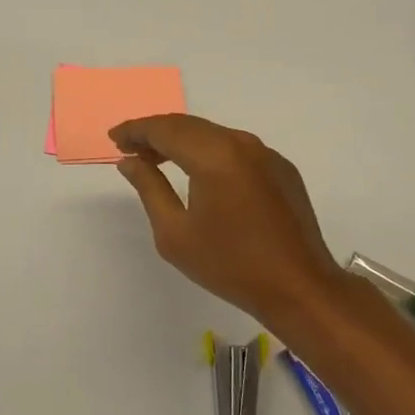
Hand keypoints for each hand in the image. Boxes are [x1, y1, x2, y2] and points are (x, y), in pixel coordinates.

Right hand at [110, 114, 339, 323]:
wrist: (300, 288)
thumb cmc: (230, 264)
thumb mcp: (175, 233)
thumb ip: (149, 188)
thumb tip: (130, 161)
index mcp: (214, 155)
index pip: (165, 129)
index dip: (136, 130)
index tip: (115, 138)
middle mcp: (241, 143)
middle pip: (189, 126)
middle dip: (156, 133)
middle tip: (129, 147)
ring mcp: (265, 154)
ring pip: (213, 134)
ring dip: (182, 141)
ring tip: (157, 159)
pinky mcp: (280, 168)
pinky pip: (235, 149)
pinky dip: (209, 152)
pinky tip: (198, 173)